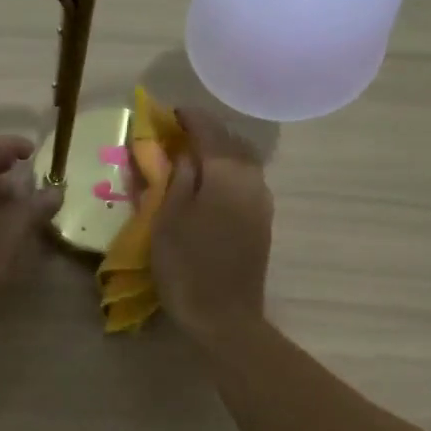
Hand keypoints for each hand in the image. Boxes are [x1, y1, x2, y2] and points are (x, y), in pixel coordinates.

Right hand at [153, 109, 273, 347]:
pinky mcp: (262, 222)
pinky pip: (245, 183)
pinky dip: (226, 174)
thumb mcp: (168, 218)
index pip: (210, 130)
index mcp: (227, 173)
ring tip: (191, 158)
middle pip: (232, 142)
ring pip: (242, 162)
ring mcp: (262, 202)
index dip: (188, 118)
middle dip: (206, 133)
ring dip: (219, 153)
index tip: (169, 114)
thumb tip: (184, 153)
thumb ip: (177, 178)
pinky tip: (208, 185)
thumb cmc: (187, 265)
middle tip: (178, 135)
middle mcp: (252, 180)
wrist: (225, 317)